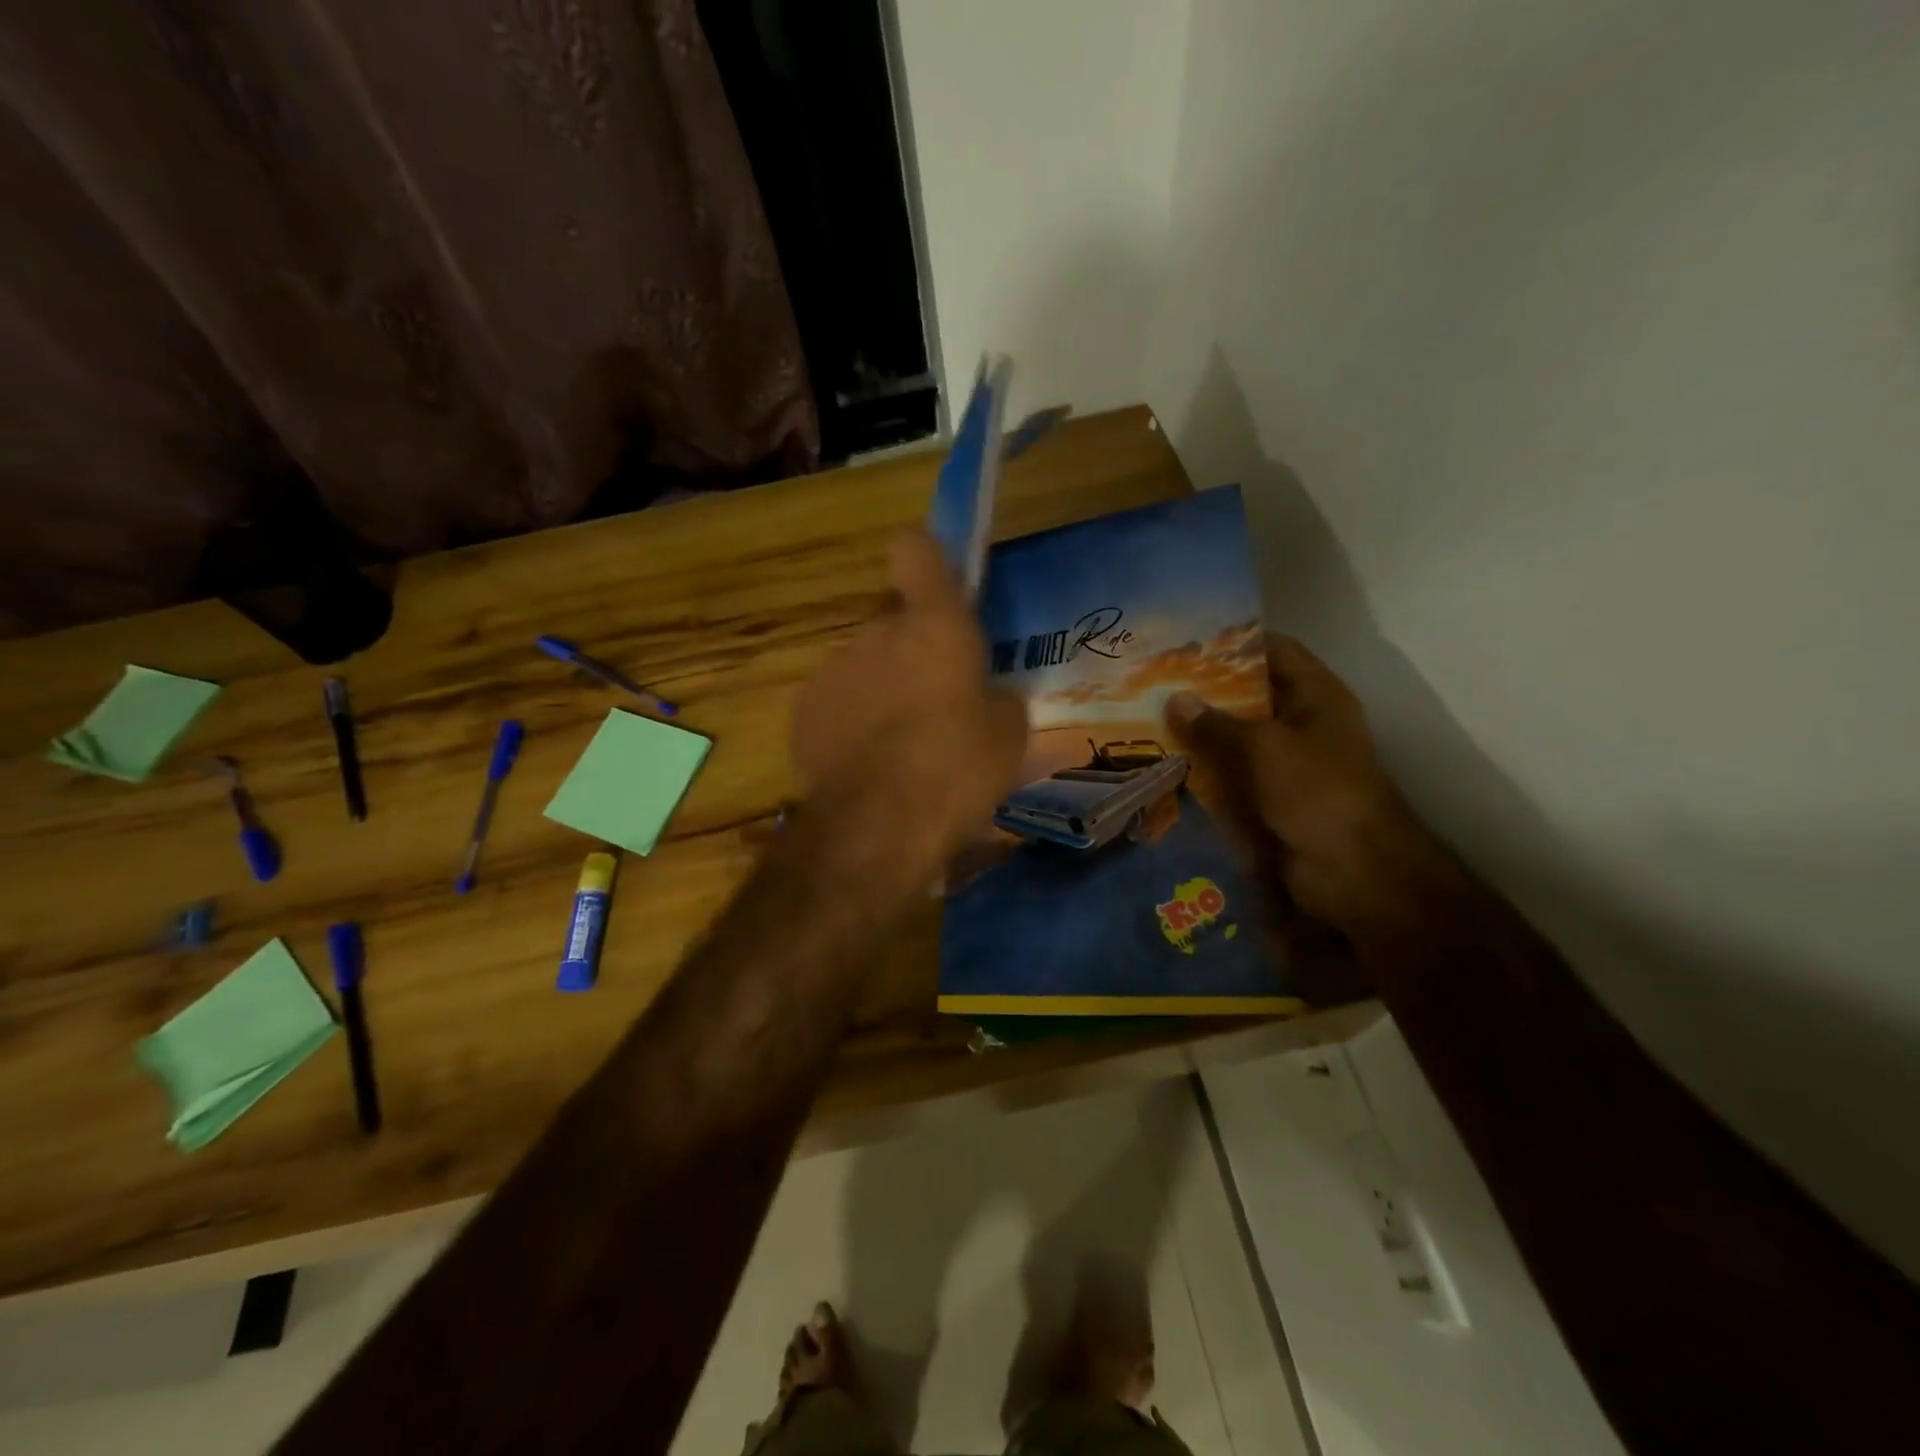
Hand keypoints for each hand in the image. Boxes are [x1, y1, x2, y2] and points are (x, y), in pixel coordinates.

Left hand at [791, 529, 1027, 878]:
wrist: (877, 825)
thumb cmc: (956, 768)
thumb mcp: (1008, 735)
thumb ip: (997, 697)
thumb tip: (987, 696)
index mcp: (933, 624)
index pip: (914, 549)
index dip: (925, 559)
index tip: (938, 588)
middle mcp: (876, 631)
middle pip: (890, 615)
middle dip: (910, 643)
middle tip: (933, 693)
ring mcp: (832, 669)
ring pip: (863, 661)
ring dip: (880, 685)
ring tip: (899, 742)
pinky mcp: (803, 710)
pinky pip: (836, 700)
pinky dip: (850, 719)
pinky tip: (866, 763)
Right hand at [1166, 638, 1436, 929]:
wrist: (1354, 872)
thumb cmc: (1318, 794)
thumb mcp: (1265, 749)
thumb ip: (1217, 724)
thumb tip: (1175, 699)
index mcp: (1316, 697)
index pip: (1275, 651)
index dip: (1235, 643)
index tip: (1187, 643)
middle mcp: (1302, 723)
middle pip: (1250, 695)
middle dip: (1206, 691)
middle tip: (1155, 684)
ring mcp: (1286, 762)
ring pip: (1236, 737)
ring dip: (1200, 733)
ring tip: (1149, 720)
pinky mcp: (1270, 797)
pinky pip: (1232, 774)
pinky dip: (1204, 769)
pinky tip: (1166, 763)